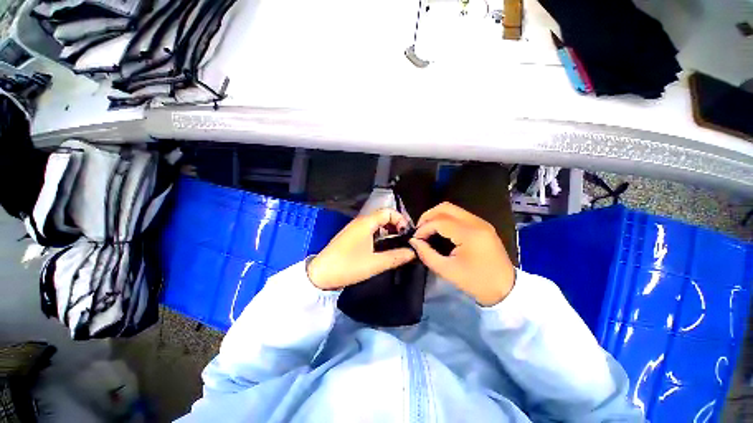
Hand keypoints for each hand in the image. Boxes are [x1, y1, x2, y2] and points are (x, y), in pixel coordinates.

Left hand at [307, 209, 416, 289]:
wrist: (320, 274)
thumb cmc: (348, 267)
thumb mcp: (375, 264)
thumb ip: (396, 257)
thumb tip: (413, 252)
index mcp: (366, 223)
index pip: (389, 212)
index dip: (401, 220)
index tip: (407, 234)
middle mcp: (360, 221)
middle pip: (383, 216)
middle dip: (396, 225)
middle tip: (404, 240)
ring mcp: (354, 228)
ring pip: (377, 223)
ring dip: (388, 231)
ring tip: (395, 244)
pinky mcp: (351, 236)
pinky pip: (370, 229)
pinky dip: (380, 235)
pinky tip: (382, 247)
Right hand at [409, 202, 514, 305]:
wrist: (506, 290)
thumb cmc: (477, 282)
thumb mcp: (447, 271)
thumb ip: (427, 254)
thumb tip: (414, 241)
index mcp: (470, 234)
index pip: (440, 221)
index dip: (424, 228)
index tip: (415, 239)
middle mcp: (476, 222)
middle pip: (445, 207)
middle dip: (428, 216)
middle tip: (420, 230)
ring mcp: (481, 222)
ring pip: (452, 209)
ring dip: (436, 216)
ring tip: (427, 230)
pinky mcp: (482, 225)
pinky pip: (459, 215)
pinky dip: (445, 219)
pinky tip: (440, 230)